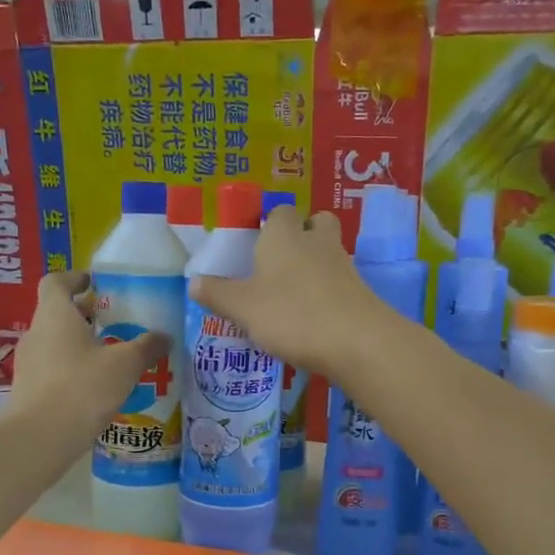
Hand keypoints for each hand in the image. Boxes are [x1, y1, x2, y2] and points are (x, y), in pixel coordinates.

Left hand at [12, 270, 170, 433]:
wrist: (40, 437)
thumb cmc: (83, 387)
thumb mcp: (124, 365)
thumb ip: (145, 347)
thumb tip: (165, 337)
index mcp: (55, 314)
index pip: (55, 282)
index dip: (74, 279)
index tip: (94, 283)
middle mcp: (36, 333)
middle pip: (56, 314)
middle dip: (83, 316)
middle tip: (113, 324)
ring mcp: (27, 363)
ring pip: (54, 343)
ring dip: (78, 346)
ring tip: (108, 359)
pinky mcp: (26, 390)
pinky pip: (51, 370)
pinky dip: (70, 371)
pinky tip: (94, 389)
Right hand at [189, 205, 387, 380]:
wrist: (356, 341)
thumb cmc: (291, 314)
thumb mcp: (242, 308)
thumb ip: (217, 294)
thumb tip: (193, 281)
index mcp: (283, 236)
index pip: (280, 212)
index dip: (270, 224)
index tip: (257, 245)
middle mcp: (315, 242)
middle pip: (315, 223)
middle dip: (302, 235)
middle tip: (280, 263)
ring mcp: (343, 265)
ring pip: (329, 252)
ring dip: (315, 265)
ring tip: (293, 294)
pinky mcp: (360, 292)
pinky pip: (340, 282)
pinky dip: (328, 292)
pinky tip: (313, 317)